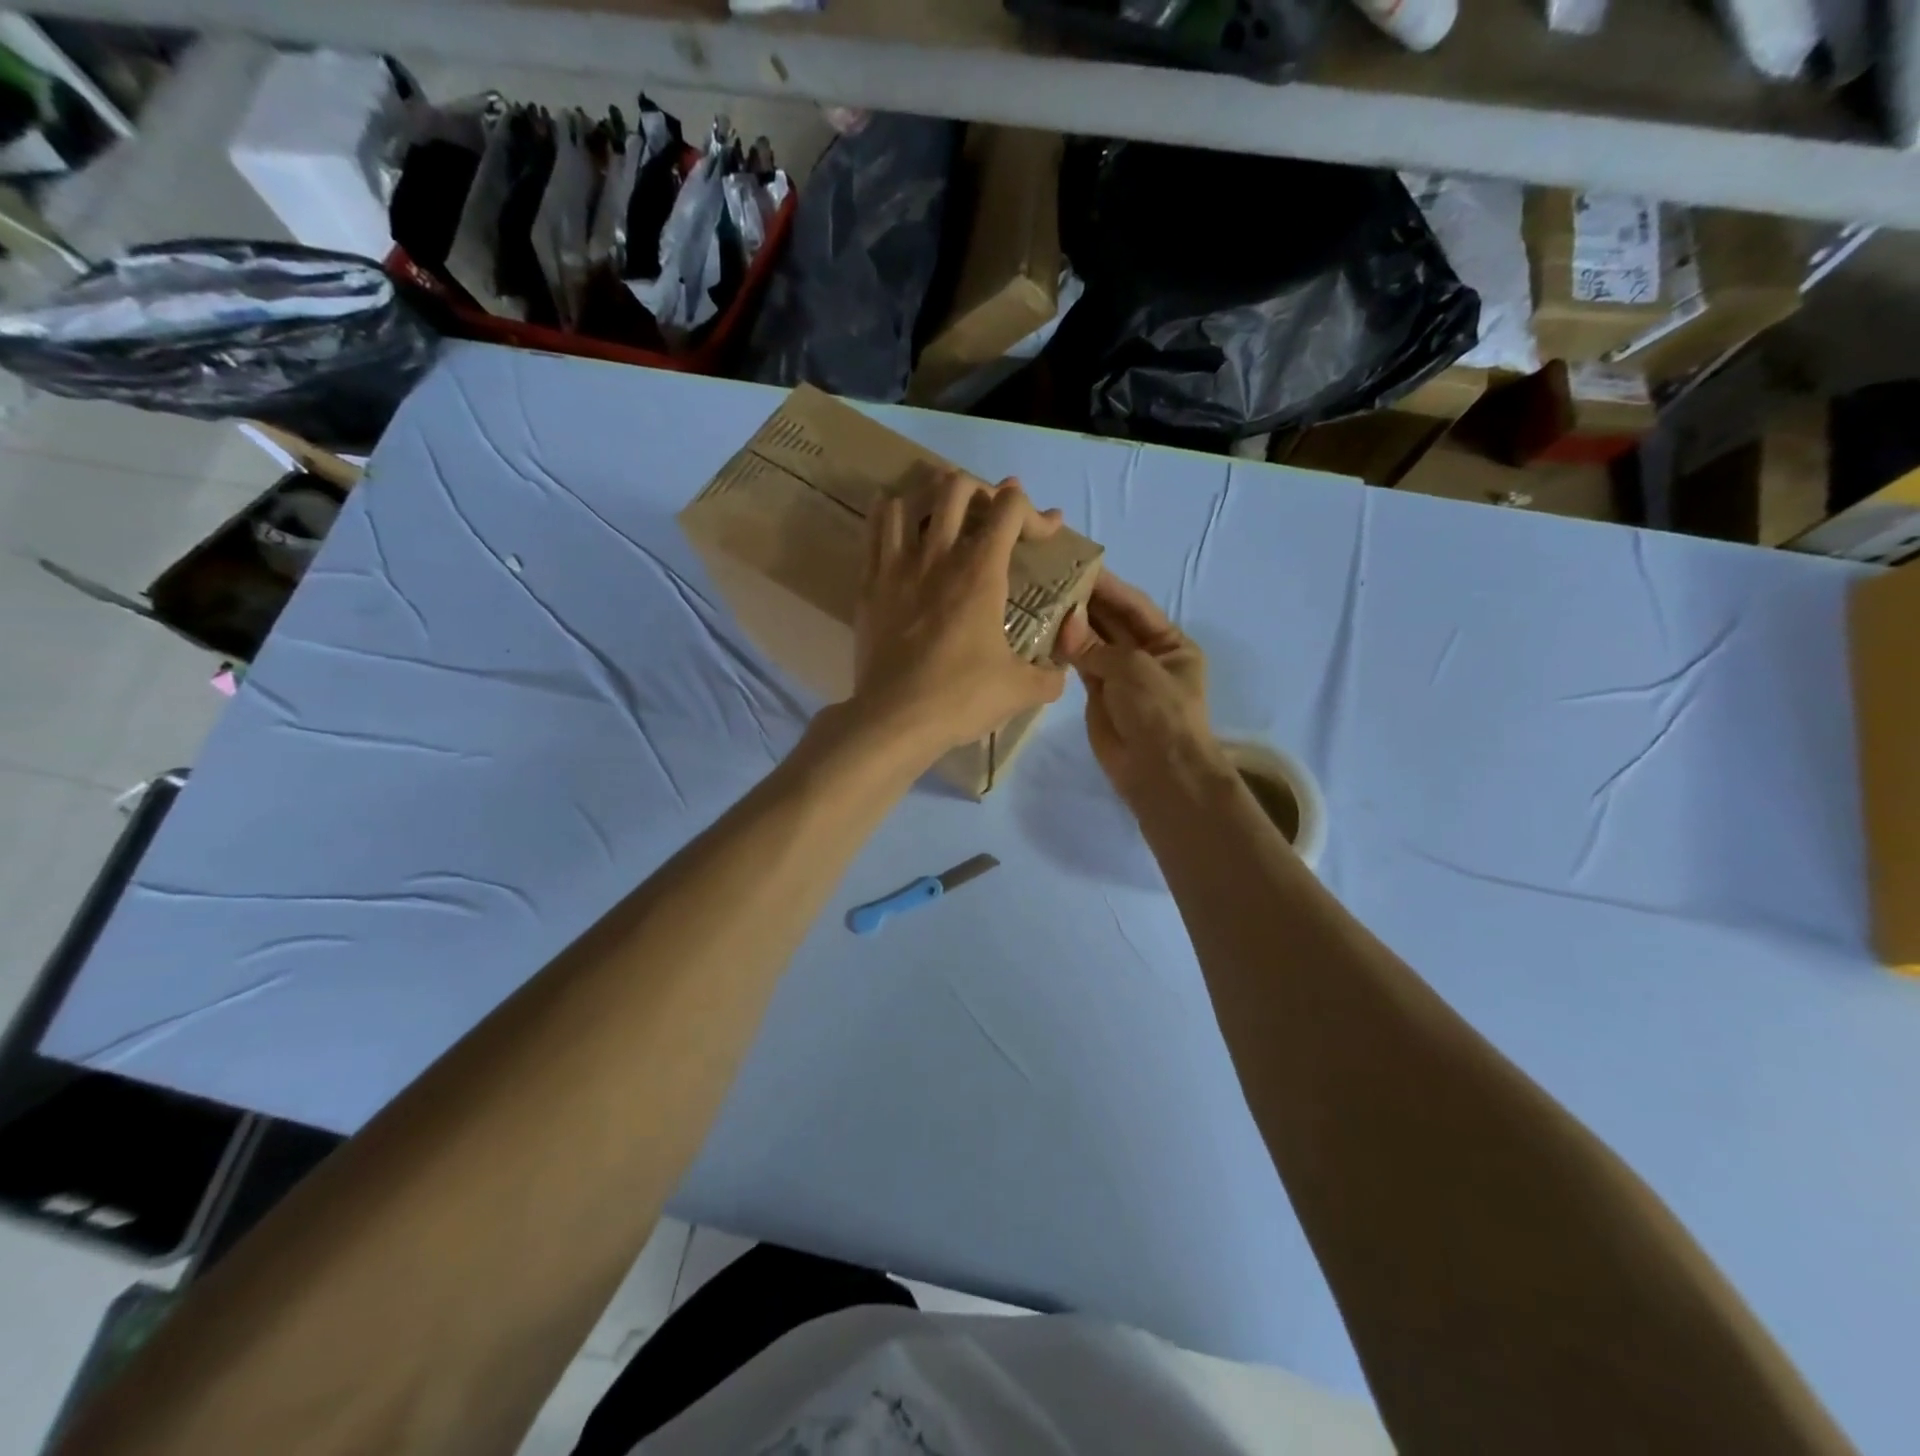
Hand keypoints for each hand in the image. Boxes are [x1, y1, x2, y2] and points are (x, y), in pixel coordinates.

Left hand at [852, 470, 1067, 761]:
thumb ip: (1050, 674)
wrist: (894, 718)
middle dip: (984, 492)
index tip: (1047, 531)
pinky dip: (891, 514)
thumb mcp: (1021, 690)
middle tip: (993, 517)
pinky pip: (875, 528)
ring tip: (945, 515)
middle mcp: (938, 555)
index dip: (1036, 512)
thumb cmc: (961, 698)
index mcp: (981, 572)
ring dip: (933, 497)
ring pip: (910, 499)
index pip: (1011, 508)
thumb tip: (1058, 670)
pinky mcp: (869, 583)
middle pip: (958, 487)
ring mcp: (898, 565)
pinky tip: (900, 524)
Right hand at [1056, 570, 1217, 799]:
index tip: (1076, 564)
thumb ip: (1096, 645)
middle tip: (1049, 577)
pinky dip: (1064, 651)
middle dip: (1086, 602)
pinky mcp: (1099, 696)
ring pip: (1093, 643)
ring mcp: (1121, 676)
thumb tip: (1064, 623)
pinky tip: (1041, 632)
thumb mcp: (1134, 669)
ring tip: (1039, 599)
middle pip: (1112, 621)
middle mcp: (1145, 655)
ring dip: (1071, 624)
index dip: (1108, 585)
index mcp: (1169, 643)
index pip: (1134, 605)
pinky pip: (1080, 666)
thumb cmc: (1159, 711)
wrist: (1158, 771)